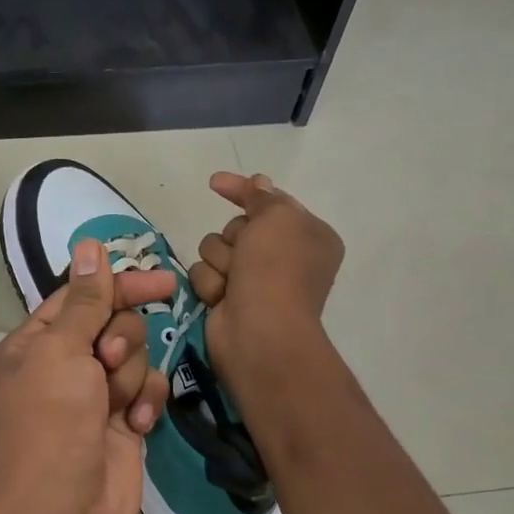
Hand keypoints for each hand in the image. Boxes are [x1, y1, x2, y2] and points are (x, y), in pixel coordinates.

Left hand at [0, 238, 172, 513]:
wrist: (63, 512)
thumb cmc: (52, 423)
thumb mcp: (61, 351)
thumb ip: (85, 300)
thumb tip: (90, 245)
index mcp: (36, 343)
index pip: (82, 297)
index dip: (119, 286)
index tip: (162, 283)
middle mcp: (65, 364)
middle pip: (114, 323)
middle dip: (120, 340)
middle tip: (106, 362)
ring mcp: (96, 394)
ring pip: (135, 356)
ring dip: (131, 376)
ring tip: (116, 406)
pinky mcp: (124, 422)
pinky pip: (148, 391)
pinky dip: (146, 403)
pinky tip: (137, 426)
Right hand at [187, 173, 344, 384]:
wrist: (260, 331)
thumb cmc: (276, 269)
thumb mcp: (277, 218)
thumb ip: (263, 197)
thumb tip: (260, 182)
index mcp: (307, 235)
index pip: (270, 201)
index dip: (243, 191)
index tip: (214, 182)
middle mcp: (283, 257)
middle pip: (237, 227)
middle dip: (233, 237)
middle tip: (244, 254)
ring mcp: (254, 280)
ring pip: (215, 249)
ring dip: (220, 261)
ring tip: (232, 281)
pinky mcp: (229, 299)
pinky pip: (205, 275)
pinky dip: (211, 284)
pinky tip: (221, 298)